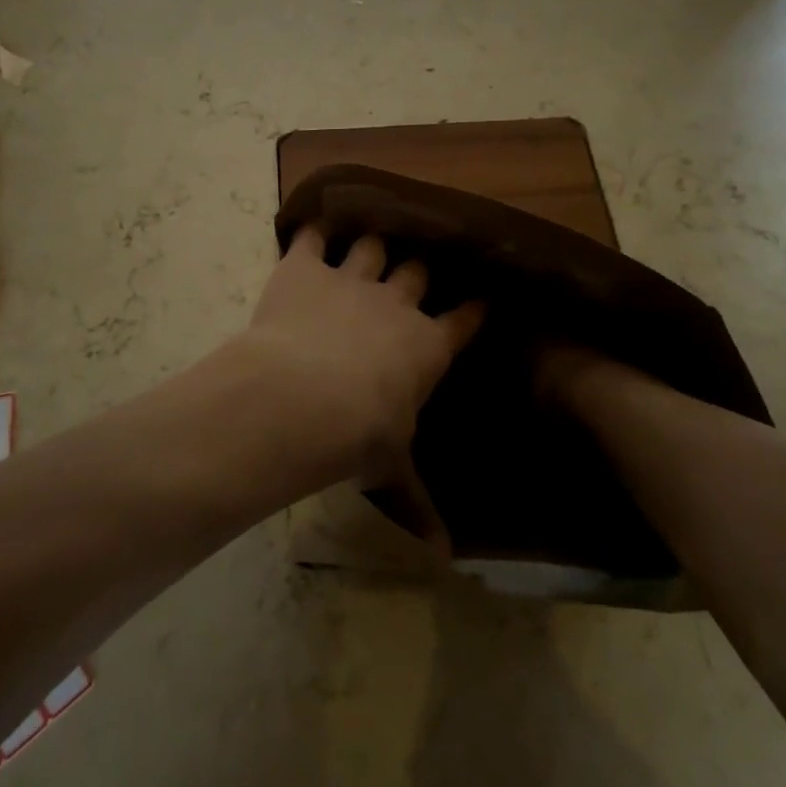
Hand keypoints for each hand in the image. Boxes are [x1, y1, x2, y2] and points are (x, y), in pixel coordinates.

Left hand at [236, 227, 482, 541]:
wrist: (304, 397)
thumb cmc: (360, 437)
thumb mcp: (391, 471)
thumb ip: (416, 504)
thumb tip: (444, 558)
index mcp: (426, 346)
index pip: (462, 320)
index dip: (472, 308)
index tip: (481, 297)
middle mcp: (395, 304)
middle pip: (417, 272)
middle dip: (418, 269)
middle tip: (415, 268)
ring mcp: (350, 279)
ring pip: (371, 247)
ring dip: (370, 245)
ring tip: (369, 241)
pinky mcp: (305, 268)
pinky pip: (312, 239)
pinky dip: (311, 233)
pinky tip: (310, 228)